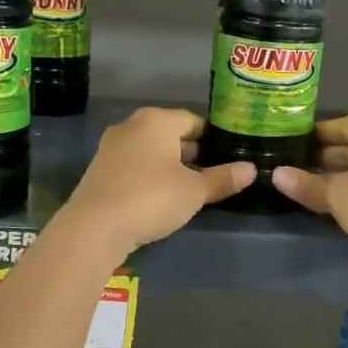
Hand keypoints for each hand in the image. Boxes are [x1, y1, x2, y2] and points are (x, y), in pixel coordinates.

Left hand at [63, 107, 252, 256]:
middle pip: (169, 134)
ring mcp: (111, 148)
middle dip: (190, 153)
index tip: (227, 157)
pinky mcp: (99, 170)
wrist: (95, 226)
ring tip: (189, 189)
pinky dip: (148, 177)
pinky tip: (159, 199)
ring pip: (150, 151)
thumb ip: (223, 179)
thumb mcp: (194, 191)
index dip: (213, 138)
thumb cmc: (152, 198)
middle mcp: (131, 126)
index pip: (193, 121)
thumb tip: (252, 170)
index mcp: (157, 120)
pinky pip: (133, 167)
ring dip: (169, 166)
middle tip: (212, 174)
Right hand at [273, 117, 347, 279]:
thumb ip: (307, 184)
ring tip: (304, 185)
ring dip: (336, 178)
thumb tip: (276, 174)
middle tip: (292, 164)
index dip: (318, 132)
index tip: (292, 140)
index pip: (345, 124)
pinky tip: (329, 205)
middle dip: (324, 156)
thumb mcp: (338, 194)